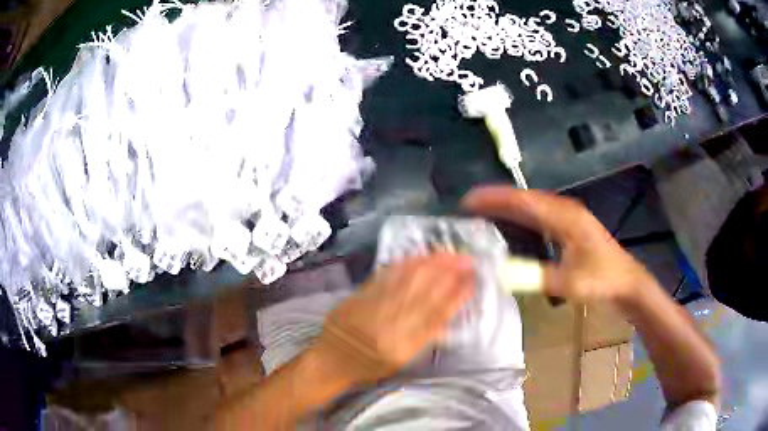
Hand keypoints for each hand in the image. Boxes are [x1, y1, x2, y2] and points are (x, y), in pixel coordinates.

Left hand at [314, 253, 474, 384]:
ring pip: (407, 280)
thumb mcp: (403, 360)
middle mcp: (389, 324)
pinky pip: (386, 275)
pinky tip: (420, 256)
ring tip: (449, 254)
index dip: (457, 295)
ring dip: (431, 264)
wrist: (332, 361)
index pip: (437, 315)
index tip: (473, 279)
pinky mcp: (360, 295)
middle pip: (425, 292)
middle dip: (449, 272)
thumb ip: (426, 338)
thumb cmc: (371, 367)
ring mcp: (373, 306)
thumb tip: (449, 314)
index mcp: (403, 345)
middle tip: (466, 259)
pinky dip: (405, 264)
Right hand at [462, 185, 653, 304]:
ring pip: (532, 204)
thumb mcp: (571, 283)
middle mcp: (565, 210)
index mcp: (566, 218)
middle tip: (469, 204)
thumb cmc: (602, 280)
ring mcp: (569, 217)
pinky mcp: (570, 226)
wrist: (626, 282)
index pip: (525, 201)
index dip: (496, 199)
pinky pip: (540, 214)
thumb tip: (501, 274)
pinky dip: (521, 214)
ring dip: (508, 205)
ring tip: (483, 209)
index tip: (470, 200)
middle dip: (497, 198)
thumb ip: (537, 277)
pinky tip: (511, 221)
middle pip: (526, 198)